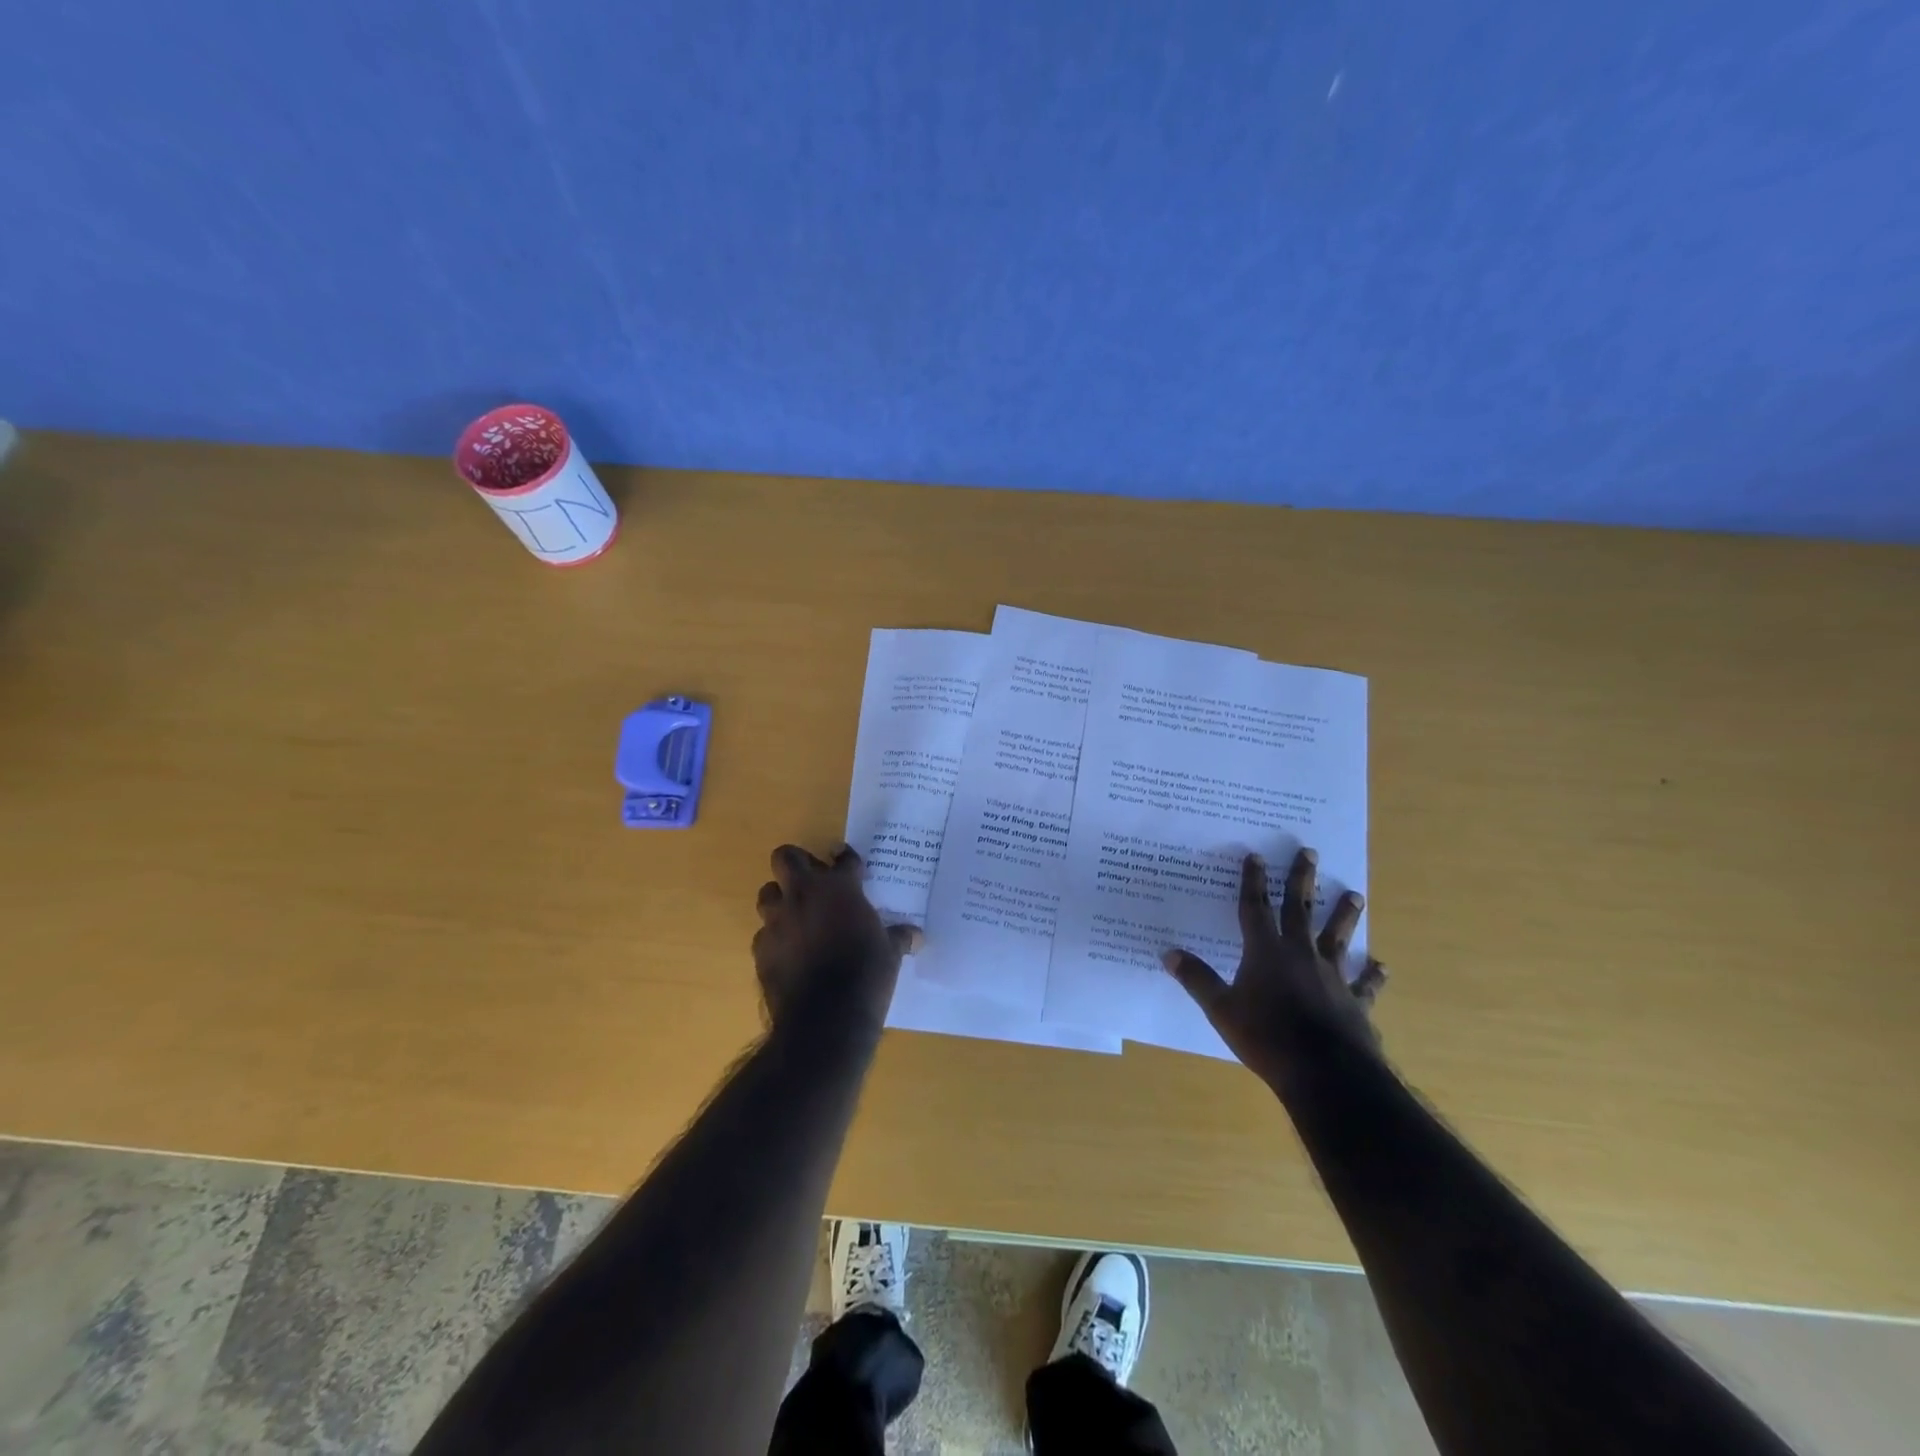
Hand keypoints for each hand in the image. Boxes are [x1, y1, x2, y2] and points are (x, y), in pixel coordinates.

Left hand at [752, 843, 920, 1027]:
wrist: (825, 1018)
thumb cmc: (866, 974)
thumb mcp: (891, 954)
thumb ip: (898, 937)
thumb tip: (916, 935)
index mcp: (838, 888)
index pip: (843, 858)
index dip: (847, 859)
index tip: (850, 865)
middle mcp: (803, 895)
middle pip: (786, 857)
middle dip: (797, 863)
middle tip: (812, 879)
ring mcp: (777, 921)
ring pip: (767, 893)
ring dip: (780, 899)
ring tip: (797, 915)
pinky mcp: (761, 949)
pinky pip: (763, 934)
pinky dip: (775, 938)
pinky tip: (790, 953)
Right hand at [1161, 848, 1385, 1086]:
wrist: (1325, 1073)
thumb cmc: (1266, 1037)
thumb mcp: (1221, 1009)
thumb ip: (1197, 979)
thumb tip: (1169, 954)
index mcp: (1265, 951)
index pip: (1255, 907)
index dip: (1253, 881)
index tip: (1256, 856)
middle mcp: (1300, 954)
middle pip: (1300, 909)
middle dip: (1302, 880)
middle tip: (1310, 852)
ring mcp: (1332, 977)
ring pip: (1338, 938)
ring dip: (1344, 916)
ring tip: (1355, 895)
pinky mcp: (1355, 1002)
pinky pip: (1365, 984)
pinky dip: (1372, 975)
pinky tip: (1381, 966)